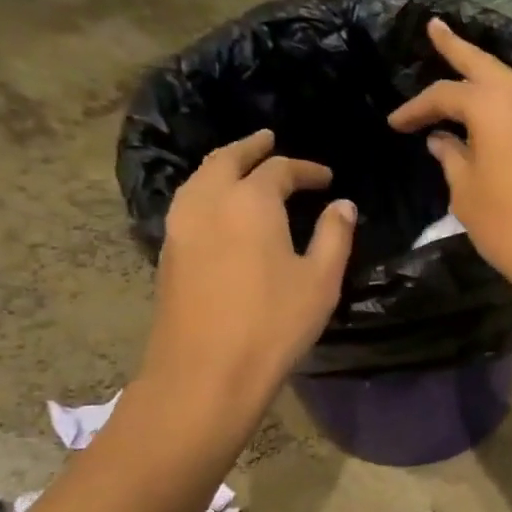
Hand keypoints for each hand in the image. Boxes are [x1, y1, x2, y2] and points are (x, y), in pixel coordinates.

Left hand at [141, 130, 354, 422]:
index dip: (306, 170)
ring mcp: (181, 225)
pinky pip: (189, 201)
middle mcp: (210, 201)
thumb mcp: (321, 279)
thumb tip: (342, 206)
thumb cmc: (274, 323)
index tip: (327, 179)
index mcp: (251, 201)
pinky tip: (221, 206)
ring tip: (243, 166)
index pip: (280, 169)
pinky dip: (208, 189)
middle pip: (228, 159)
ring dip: (224, 165)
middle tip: (270, 141)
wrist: (206, 370)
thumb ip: (334, 236)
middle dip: (252, 148)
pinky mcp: (169, 250)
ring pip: (201, 178)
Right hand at [388, 18, 511, 297]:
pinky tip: (491, 99)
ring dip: (484, 72)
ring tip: (460, 58)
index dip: (418, 108)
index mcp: (494, 106)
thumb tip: (442, 140)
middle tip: (435, 28)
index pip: (446, 95)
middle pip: (485, 66)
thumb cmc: (507, 225)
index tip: (396, 124)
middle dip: (457, 48)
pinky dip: (504, 96)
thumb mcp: (467, 192)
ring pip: (509, 81)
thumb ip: (452, 158)